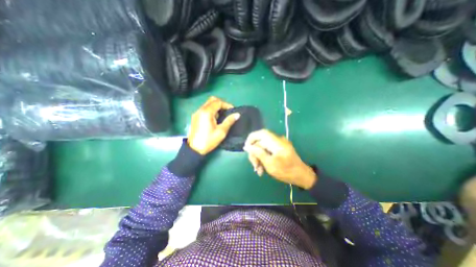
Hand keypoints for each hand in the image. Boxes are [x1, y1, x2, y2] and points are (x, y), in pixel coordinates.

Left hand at [185, 96, 237, 155]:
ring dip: (216, 107)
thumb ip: (229, 121)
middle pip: (212, 100)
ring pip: (208, 104)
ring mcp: (197, 113)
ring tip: (222, 116)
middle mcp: (200, 110)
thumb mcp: (221, 132)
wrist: (194, 149)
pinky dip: (211, 110)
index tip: (232, 111)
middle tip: (227, 111)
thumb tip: (237, 114)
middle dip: (221, 104)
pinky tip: (215, 119)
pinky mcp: (195, 117)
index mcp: (207, 112)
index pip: (218, 102)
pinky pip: (204, 109)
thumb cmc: (209, 140)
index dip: (227, 105)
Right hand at [243, 129, 316, 189]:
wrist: (302, 176)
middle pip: (260, 142)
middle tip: (254, 166)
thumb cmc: (286, 171)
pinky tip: (262, 168)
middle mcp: (277, 141)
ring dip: (259, 158)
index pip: (261, 133)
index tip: (246, 149)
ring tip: (258, 170)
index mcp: (276, 142)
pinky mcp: (279, 150)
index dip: (251, 138)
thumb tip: (247, 146)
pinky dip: (263, 158)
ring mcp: (278, 145)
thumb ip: (258, 153)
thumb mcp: (270, 163)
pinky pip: (267, 151)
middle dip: (255, 154)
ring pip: (263, 148)